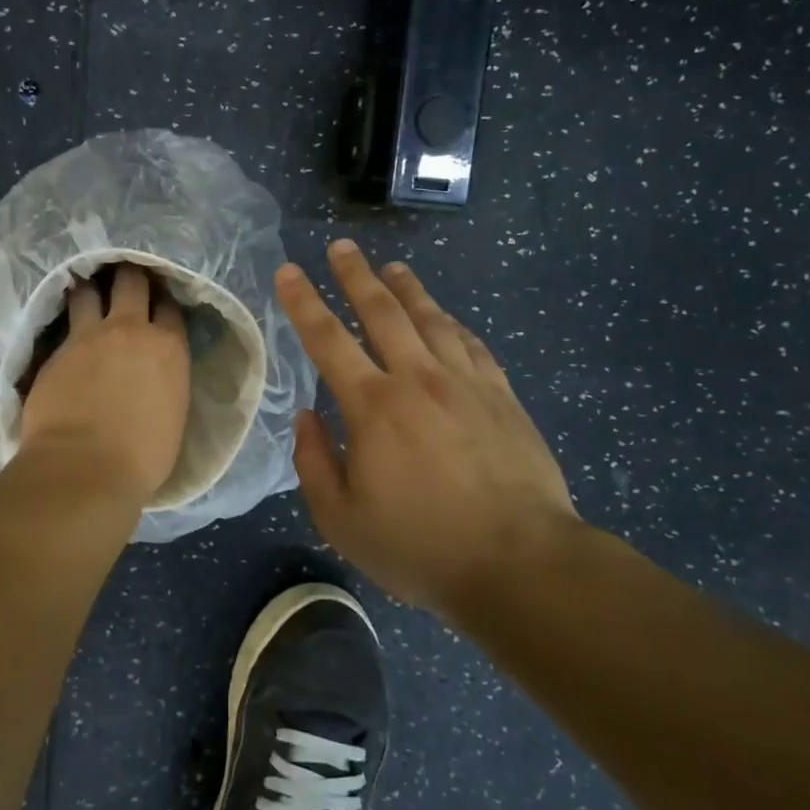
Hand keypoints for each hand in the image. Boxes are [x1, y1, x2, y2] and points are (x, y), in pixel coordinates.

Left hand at [19, 263, 190, 504]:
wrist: (84, 468)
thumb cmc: (142, 457)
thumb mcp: (173, 413)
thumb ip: (165, 381)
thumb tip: (154, 376)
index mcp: (168, 347)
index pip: (170, 306)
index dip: (164, 300)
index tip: (159, 301)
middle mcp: (130, 329)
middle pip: (131, 281)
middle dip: (129, 274)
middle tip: (124, 275)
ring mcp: (87, 337)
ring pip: (88, 291)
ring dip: (89, 287)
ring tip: (86, 288)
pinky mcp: (54, 351)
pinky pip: (62, 323)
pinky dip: (65, 319)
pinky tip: (62, 322)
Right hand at [277, 239, 580, 610]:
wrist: (520, 562)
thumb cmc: (421, 546)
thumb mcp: (342, 520)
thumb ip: (314, 463)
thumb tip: (307, 416)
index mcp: (373, 406)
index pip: (328, 339)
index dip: (304, 302)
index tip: (289, 270)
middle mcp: (418, 379)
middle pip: (382, 312)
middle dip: (357, 275)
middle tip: (341, 247)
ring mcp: (466, 383)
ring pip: (432, 319)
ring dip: (408, 289)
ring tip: (393, 267)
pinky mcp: (502, 396)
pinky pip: (472, 344)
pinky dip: (453, 323)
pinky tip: (447, 317)